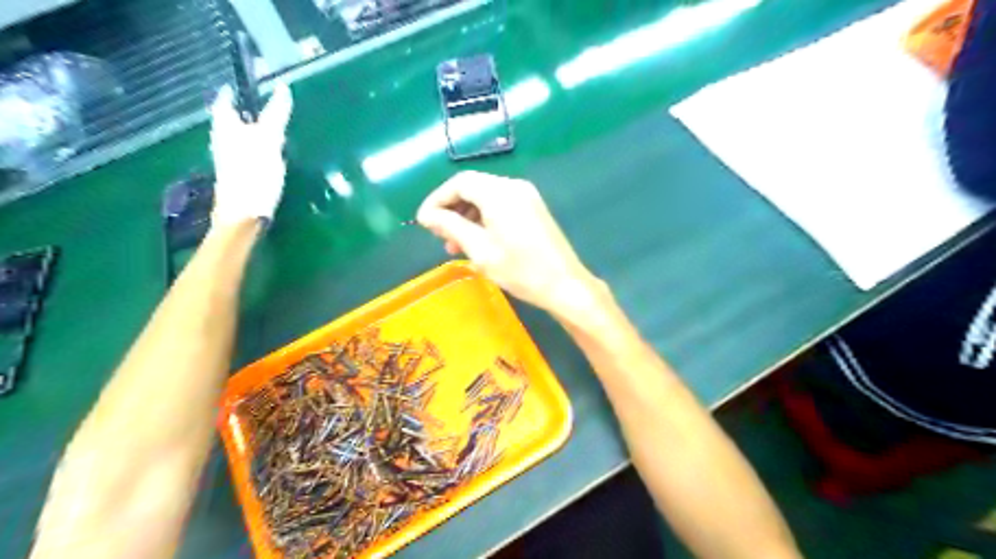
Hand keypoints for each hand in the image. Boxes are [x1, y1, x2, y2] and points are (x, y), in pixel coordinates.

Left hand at [207, 81, 291, 224]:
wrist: (245, 214)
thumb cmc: (254, 174)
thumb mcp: (268, 140)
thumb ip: (275, 114)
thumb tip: (282, 88)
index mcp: (225, 128)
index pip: (224, 101)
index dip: (234, 92)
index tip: (250, 85)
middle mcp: (222, 141)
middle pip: (232, 121)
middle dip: (247, 114)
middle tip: (267, 108)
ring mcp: (229, 161)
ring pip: (240, 139)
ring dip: (255, 134)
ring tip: (276, 133)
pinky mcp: (239, 177)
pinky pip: (248, 156)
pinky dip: (259, 151)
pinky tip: (274, 159)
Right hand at [415, 171, 598, 313]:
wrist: (565, 285)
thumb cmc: (520, 270)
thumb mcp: (479, 249)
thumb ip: (450, 226)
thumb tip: (427, 215)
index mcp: (499, 192)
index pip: (459, 183)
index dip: (437, 200)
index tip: (423, 222)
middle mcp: (513, 186)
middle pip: (473, 187)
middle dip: (452, 209)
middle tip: (439, 236)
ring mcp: (527, 196)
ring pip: (486, 197)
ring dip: (467, 217)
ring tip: (455, 245)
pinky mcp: (533, 209)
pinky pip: (501, 206)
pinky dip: (484, 219)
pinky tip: (478, 242)